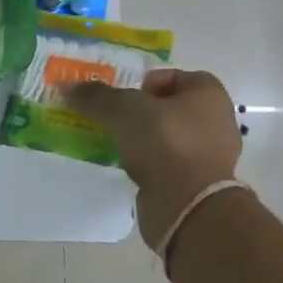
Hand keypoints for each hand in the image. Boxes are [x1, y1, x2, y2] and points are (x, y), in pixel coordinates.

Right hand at [66, 69, 244, 251]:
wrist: (188, 206)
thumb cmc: (164, 142)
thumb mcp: (123, 109)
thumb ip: (96, 96)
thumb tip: (66, 86)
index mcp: (208, 94)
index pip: (172, 76)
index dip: (144, 82)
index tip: (122, 98)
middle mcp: (216, 121)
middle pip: (167, 106)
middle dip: (138, 111)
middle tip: (112, 118)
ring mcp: (210, 155)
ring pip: (166, 136)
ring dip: (141, 138)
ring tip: (115, 142)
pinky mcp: (198, 183)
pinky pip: (167, 162)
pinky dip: (148, 163)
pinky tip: (128, 166)